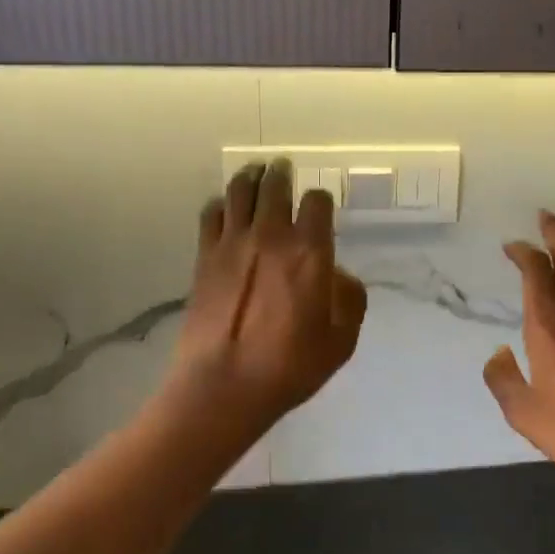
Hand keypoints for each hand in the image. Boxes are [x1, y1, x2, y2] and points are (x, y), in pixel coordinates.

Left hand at [168, 160, 367, 433]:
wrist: (224, 386)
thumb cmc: (290, 367)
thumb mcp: (341, 340)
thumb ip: (349, 299)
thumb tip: (339, 276)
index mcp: (310, 252)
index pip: (317, 202)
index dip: (321, 199)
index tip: (321, 205)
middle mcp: (271, 236)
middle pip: (275, 186)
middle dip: (282, 173)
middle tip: (282, 167)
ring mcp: (233, 244)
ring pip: (239, 191)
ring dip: (250, 177)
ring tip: (255, 172)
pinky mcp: (204, 257)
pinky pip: (211, 214)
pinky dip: (220, 203)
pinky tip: (223, 205)